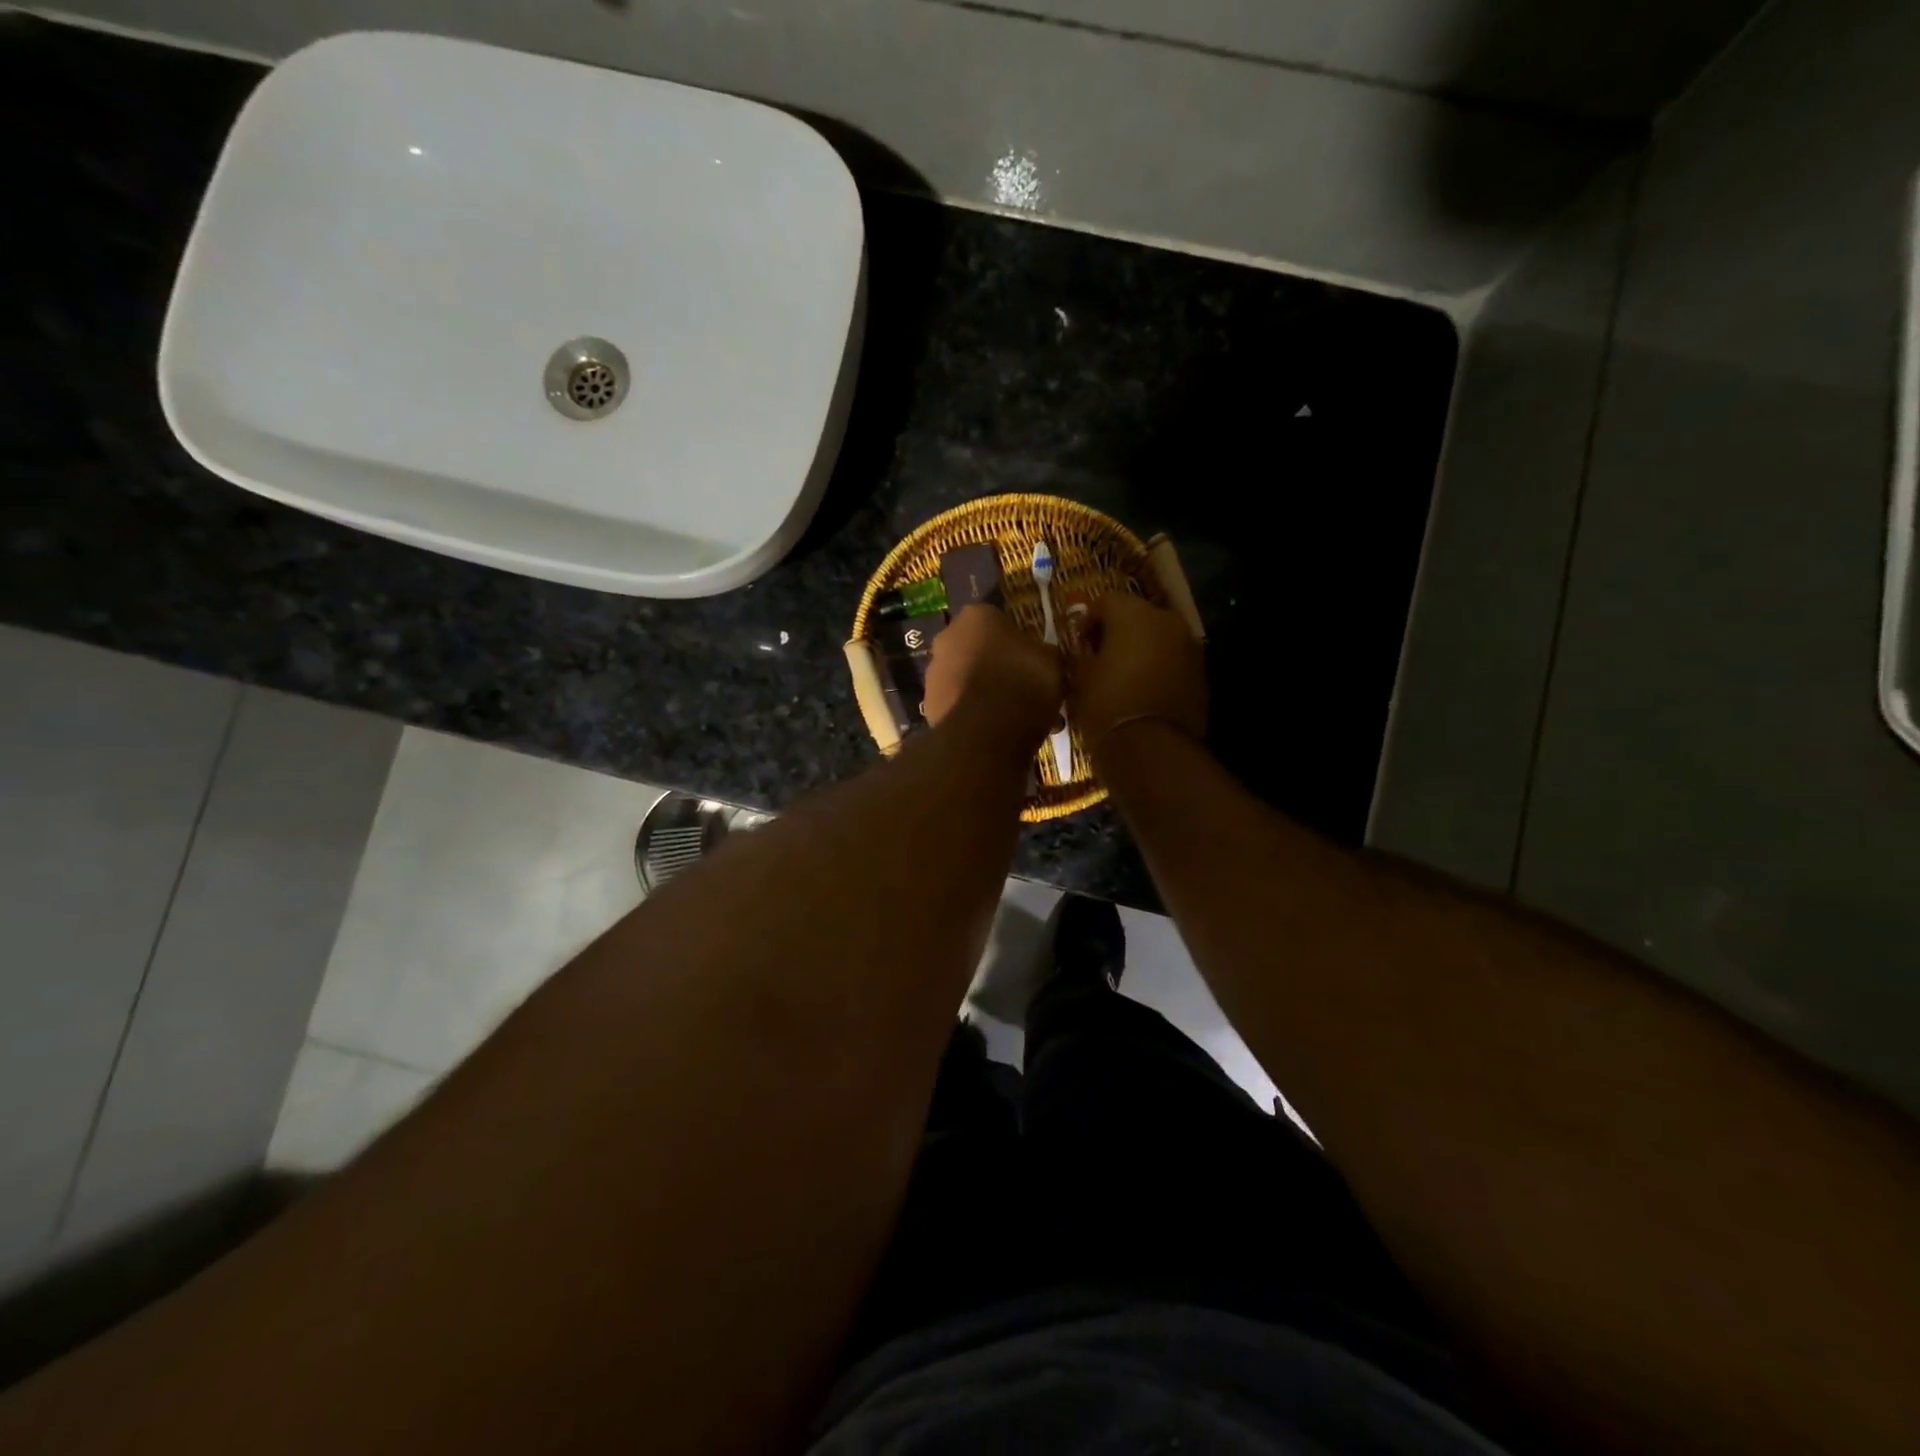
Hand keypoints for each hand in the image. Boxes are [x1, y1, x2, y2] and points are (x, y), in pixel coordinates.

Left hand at [922, 605, 1062, 739]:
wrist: (985, 732)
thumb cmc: (1023, 682)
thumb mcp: (1052, 662)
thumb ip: (1044, 653)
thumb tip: (1043, 657)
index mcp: (978, 615)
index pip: (999, 620)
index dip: (1017, 641)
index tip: (1032, 660)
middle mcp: (948, 636)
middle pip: (978, 648)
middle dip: (997, 666)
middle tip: (1022, 688)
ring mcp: (934, 672)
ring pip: (967, 678)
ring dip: (985, 691)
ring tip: (1013, 717)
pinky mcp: (929, 704)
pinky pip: (959, 705)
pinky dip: (974, 714)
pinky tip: (997, 732)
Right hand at [1067, 592, 1206, 752]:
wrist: (1151, 749)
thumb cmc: (1106, 705)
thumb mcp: (1080, 677)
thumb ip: (1080, 652)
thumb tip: (1083, 648)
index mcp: (1134, 614)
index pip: (1105, 601)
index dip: (1087, 620)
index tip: (1077, 643)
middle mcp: (1167, 621)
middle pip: (1136, 616)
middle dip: (1117, 632)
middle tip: (1099, 658)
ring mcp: (1189, 647)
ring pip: (1158, 638)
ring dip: (1140, 649)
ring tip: (1121, 676)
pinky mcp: (1201, 674)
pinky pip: (1173, 661)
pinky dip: (1158, 668)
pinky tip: (1142, 690)